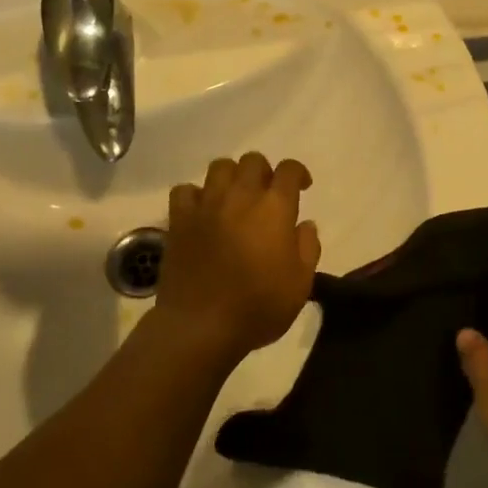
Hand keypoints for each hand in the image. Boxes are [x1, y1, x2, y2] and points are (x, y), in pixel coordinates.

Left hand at [152, 153, 320, 362]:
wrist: (201, 326)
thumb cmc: (258, 308)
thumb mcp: (300, 285)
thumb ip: (308, 248)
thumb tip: (305, 224)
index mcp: (274, 208)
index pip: (289, 170)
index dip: (298, 173)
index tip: (302, 187)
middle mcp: (240, 196)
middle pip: (253, 161)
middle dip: (264, 172)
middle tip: (266, 194)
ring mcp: (207, 205)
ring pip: (220, 167)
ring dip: (231, 177)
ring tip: (234, 198)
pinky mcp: (179, 219)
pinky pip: (185, 190)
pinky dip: (195, 195)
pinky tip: (202, 211)